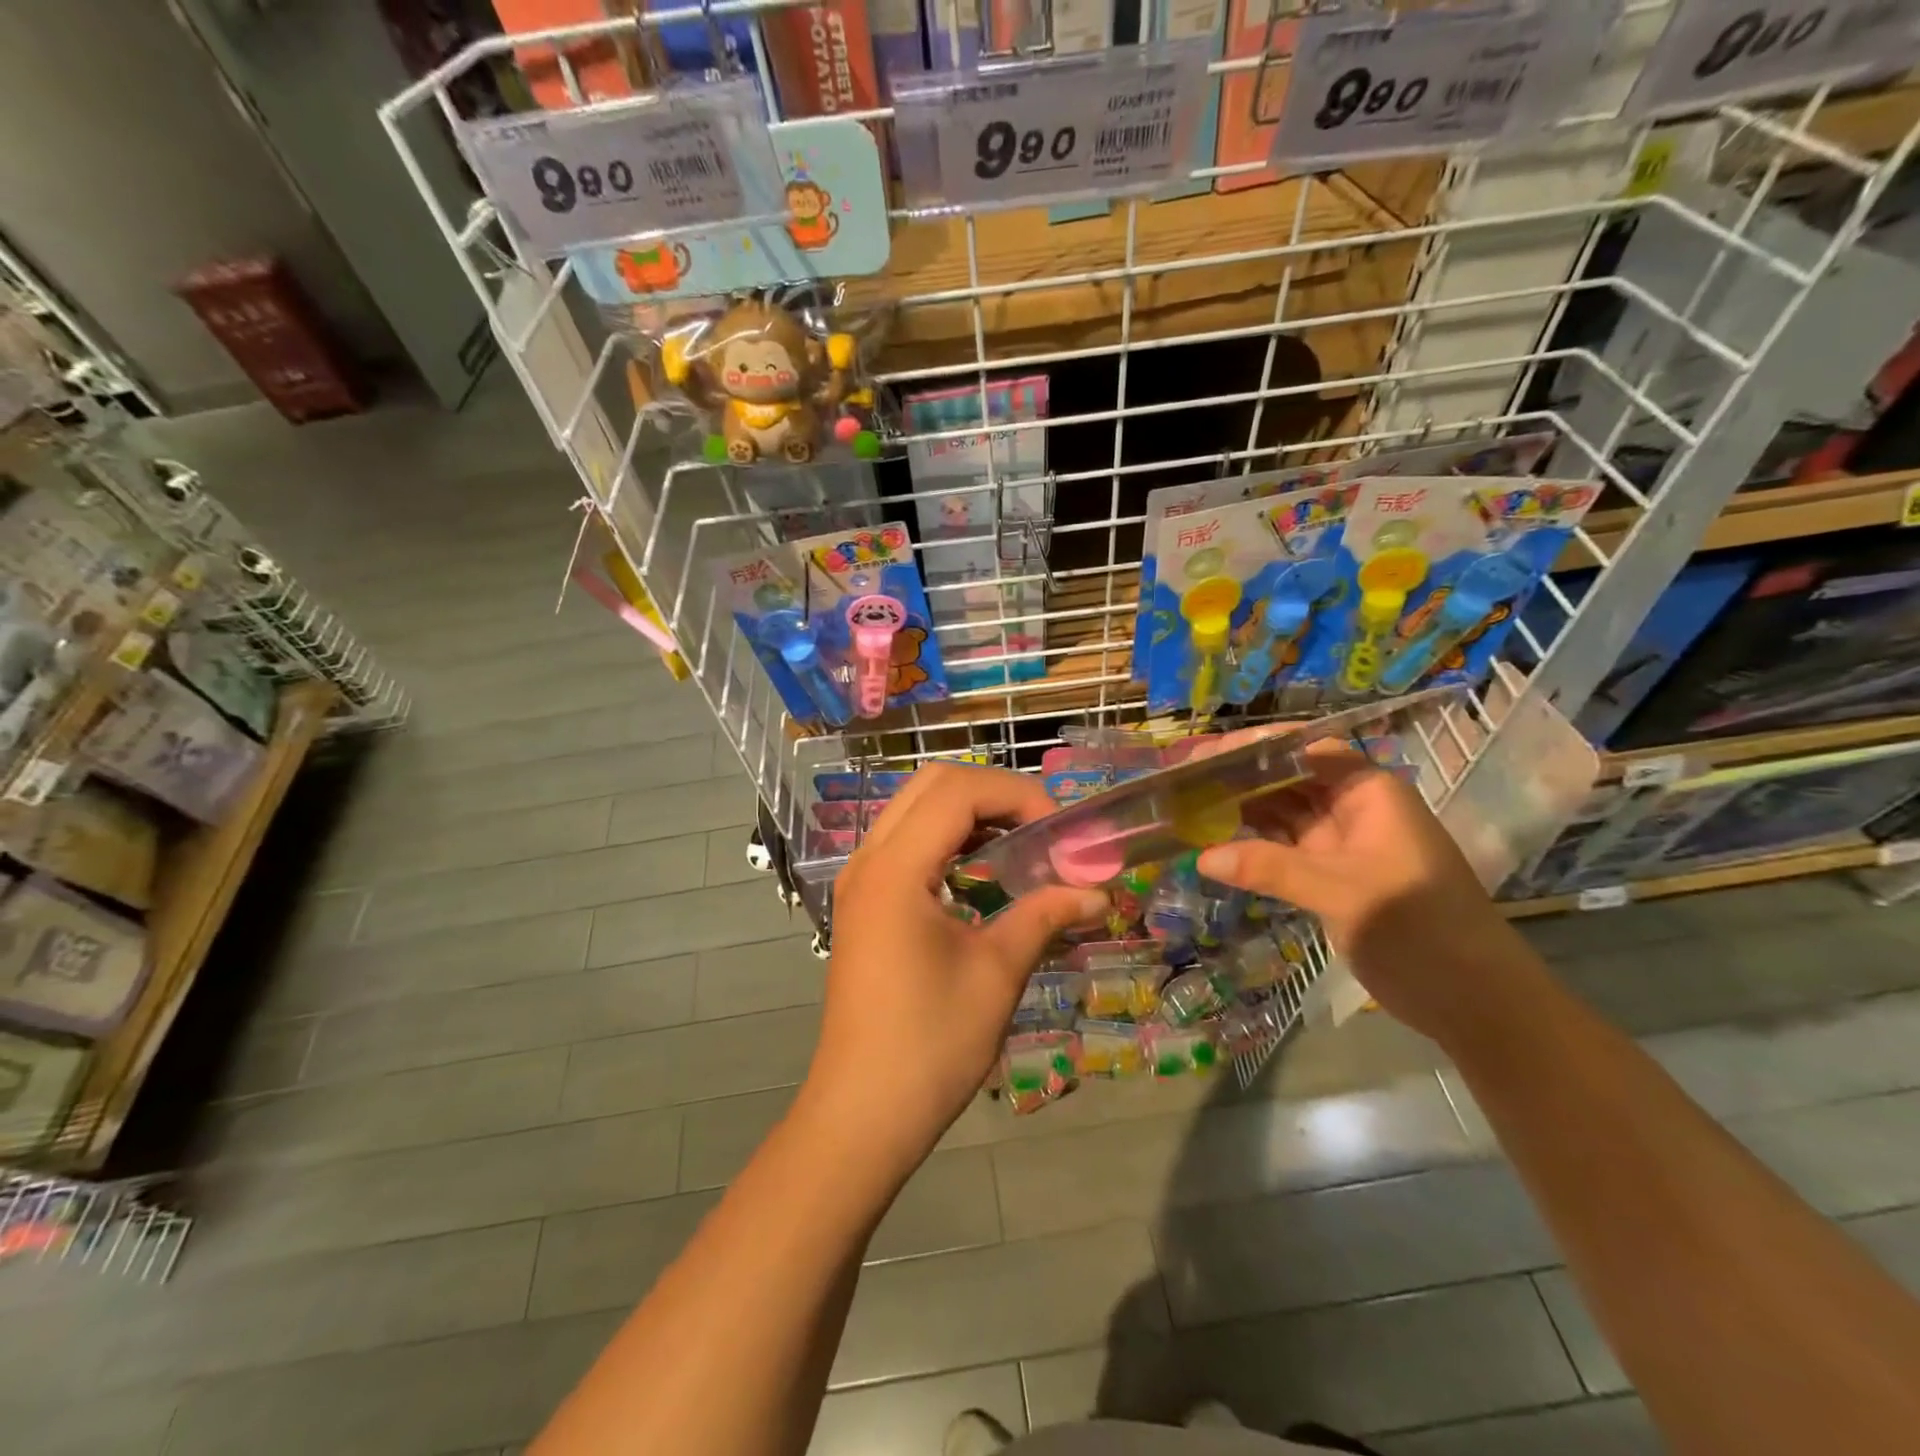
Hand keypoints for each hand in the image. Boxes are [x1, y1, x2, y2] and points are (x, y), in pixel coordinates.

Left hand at [805, 764, 1105, 1179]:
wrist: (863, 1113)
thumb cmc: (931, 1044)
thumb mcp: (997, 973)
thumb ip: (1044, 916)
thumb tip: (1098, 893)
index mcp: (896, 869)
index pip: (958, 791)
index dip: (1016, 795)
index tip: (1060, 832)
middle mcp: (869, 861)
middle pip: (931, 785)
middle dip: (993, 793)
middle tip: (1041, 828)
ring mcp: (860, 881)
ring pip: (915, 809)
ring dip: (969, 813)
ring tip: (1019, 846)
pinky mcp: (863, 904)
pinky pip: (906, 843)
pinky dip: (947, 839)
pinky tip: (982, 873)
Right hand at [1195, 742, 1525, 1041]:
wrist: (1476, 1002)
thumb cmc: (1420, 930)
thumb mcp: (1343, 893)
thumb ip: (1271, 869)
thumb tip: (1203, 856)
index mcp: (1368, 794)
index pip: (1305, 751)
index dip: (1256, 748)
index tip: (1205, 756)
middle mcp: (1353, 811)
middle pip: (1288, 780)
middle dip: (1239, 779)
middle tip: (1182, 784)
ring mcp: (1341, 847)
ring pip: (1282, 816)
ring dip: (1240, 813)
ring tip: (1188, 809)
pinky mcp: (1330, 879)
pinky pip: (1283, 852)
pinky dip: (1251, 849)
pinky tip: (1214, 848)